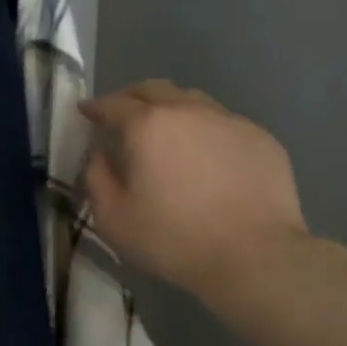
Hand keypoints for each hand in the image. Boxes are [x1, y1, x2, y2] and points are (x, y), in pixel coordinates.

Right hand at [80, 82, 306, 298]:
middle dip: (131, 97)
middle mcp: (188, 111)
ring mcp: (229, 120)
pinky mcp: (260, 137)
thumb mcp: (114, 219)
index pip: (113, 104)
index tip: (86, 111)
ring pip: (192, 100)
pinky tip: (207, 156)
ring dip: (171, 109)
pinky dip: (205, 130)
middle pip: (153, 89)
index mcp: (147, 126)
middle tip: (122, 114)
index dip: (95, 107)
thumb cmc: (174, 239)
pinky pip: (223, 123)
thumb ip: (97, 178)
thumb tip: (99, 155)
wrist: (255, 256)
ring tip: (166, 131)